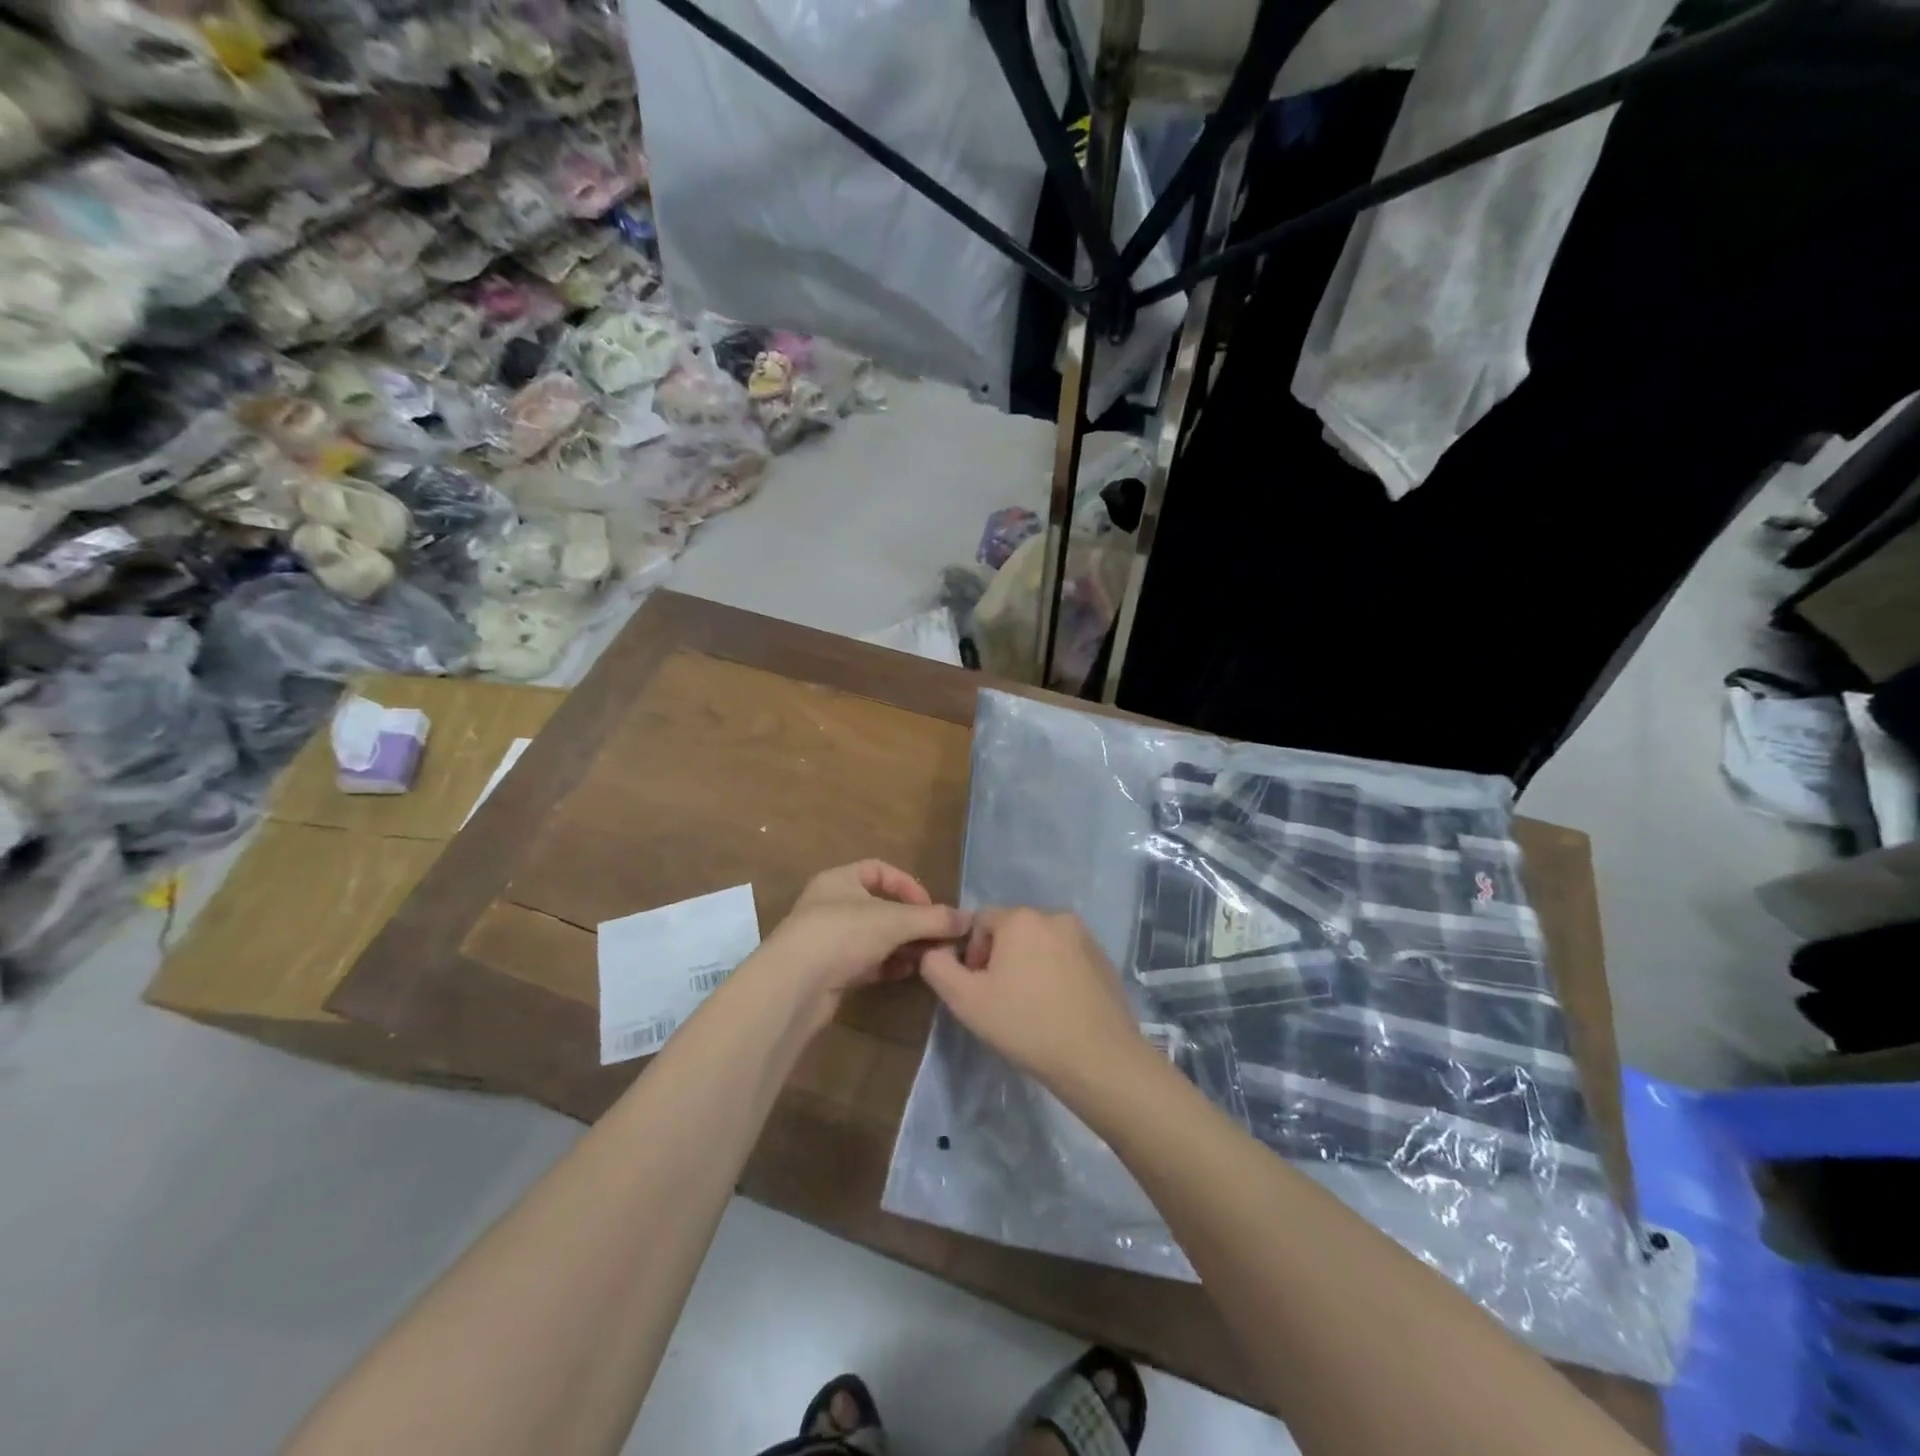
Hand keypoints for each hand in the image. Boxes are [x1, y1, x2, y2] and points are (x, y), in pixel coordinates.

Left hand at [753, 861, 967, 1028]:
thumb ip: (932, 919)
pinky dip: (887, 964)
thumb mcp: (893, 921)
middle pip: (880, 907)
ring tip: (928, 957)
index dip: (908, 885)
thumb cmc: (842, 934)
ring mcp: (828, 940)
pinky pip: (866, 961)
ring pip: (874, 936)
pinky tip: (907, 973)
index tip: (929, 907)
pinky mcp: (829, 971)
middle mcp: (831, 905)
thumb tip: (968, 919)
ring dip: (902, 945)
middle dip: (910, 921)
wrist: (794, 986)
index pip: (880, 870)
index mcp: (839, 880)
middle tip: (936, 937)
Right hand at [919, 908, 1149, 1095]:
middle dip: (1000, 959)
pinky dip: (1056, 975)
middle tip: (1001, 1001)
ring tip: (1030, 1007)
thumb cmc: (1025, 1025)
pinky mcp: (1103, 959)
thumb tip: (934, 950)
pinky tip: (1057, 1009)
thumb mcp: (965, 1000)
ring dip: (1028, 966)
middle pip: (1011, 931)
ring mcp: (1084, 936)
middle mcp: (1054, 915)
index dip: (971, 956)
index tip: (979, 990)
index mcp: (1020, 918)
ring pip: (1040, 944)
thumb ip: (938, 967)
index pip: (979, 923)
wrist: (1098, 1058)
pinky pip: (1066, 958)